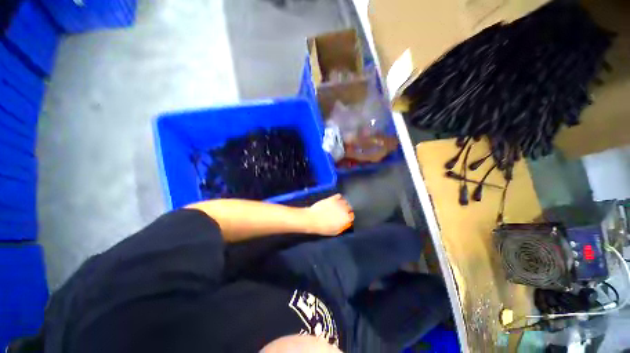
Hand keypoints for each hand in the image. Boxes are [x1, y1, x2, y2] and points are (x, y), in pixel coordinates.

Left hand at [307, 194, 353, 235]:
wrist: (313, 219)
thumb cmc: (323, 228)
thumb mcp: (335, 232)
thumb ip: (342, 227)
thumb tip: (345, 224)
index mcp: (346, 219)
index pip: (352, 216)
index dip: (349, 217)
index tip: (346, 218)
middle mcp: (345, 210)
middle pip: (350, 207)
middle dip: (346, 210)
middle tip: (341, 212)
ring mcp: (338, 203)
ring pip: (345, 201)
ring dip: (342, 203)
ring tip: (338, 206)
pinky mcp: (332, 198)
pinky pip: (339, 195)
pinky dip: (338, 197)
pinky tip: (335, 200)